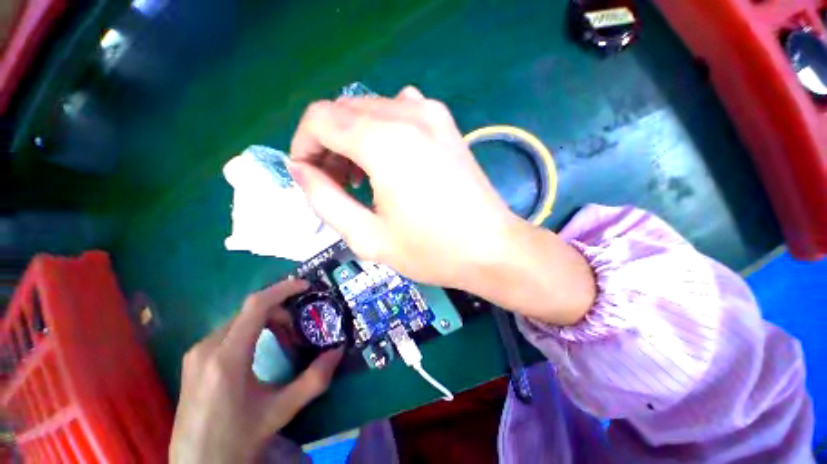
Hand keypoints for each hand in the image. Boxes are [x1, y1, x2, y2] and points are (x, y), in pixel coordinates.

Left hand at [169, 279, 343, 463]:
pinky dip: (252, 330)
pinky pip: (228, 332)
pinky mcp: (194, 361)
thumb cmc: (236, 440)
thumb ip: (314, 380)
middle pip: (249, 311)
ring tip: (284, 340)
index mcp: (227, 358)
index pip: (256, 306)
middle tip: (299, 329)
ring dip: (267, 321)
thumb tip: (338, 351)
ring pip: (239, 320)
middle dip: (280, 311)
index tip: (306, 286)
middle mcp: (207, 348)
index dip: (283, 289)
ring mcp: (196, 353)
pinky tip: (261, 349)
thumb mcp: (280, 411)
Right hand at [288, 86, 516, 290]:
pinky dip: (382, 130)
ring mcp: (432, 113)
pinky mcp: (446, 123)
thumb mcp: (368, 237)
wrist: (491, 248)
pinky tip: (391, 161)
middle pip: (343, 110)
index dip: (303, 145)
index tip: (309, 176)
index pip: (319, 118)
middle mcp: (407, 114)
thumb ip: (325, 199)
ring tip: (362, 177)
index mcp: (384, 142)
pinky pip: (399, 111)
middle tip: (335, 183)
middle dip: (328, 144)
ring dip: (353, 137)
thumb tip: (301, 169)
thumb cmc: (432, 250)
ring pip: (369, 109)